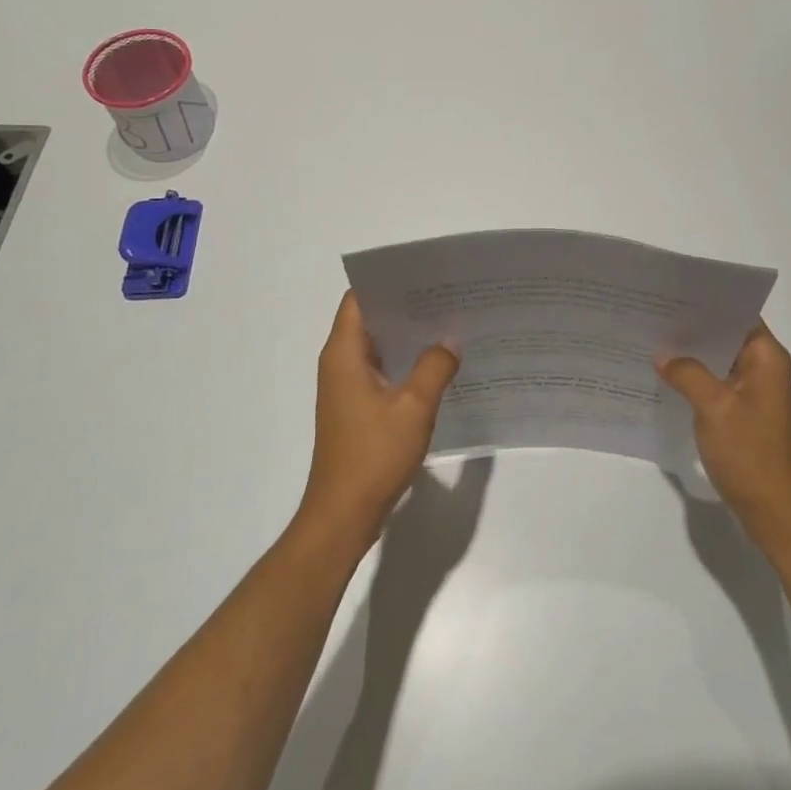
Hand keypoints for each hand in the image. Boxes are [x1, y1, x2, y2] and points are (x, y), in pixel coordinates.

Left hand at [298, 292, 459, 546]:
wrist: (344, 514)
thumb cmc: (373, 455)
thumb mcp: (414, 407)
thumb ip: (435, 366)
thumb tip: (450, 340)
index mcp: (344, 353)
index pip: (360, 299)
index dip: (389, 283)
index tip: (425, 276)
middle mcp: (340, 364)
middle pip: (370, 320)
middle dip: (406, 308)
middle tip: (448, 297)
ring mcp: (347, 387)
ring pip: (379, 347)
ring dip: (408, 337)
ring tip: (449, 324)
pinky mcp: (357, 408)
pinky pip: (382, 371)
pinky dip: (405, 363)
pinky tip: (437, 365)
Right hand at [657, 324, 790, 545]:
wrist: (773, 510)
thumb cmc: (749, 453)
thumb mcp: (714, 407)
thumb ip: (688, 373)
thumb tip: (663, 355)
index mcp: (766, 357)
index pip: (738, 313)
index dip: (707, 303)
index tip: (671, 294)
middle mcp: (764, 367)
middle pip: (726, 335)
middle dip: (693, 328)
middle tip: (652, 315)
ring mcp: (754, 392)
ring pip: (719, 360)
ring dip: (692, 354)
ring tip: (652, 340)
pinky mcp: (743, 412)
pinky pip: (717, 383)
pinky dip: (695, 377)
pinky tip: (665, 376)